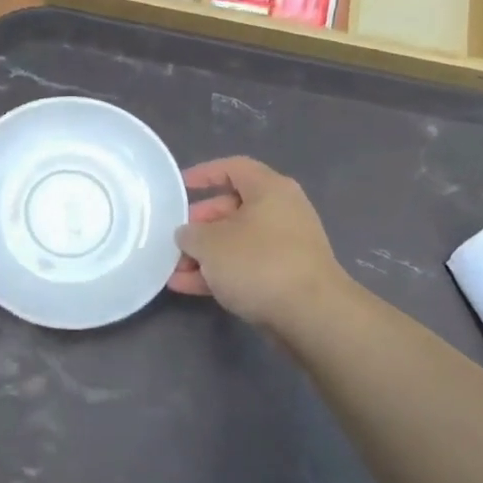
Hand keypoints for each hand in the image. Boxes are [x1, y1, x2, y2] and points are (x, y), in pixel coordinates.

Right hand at [170, 156, 348, 330]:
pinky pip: (244, 267)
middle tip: (174, 237)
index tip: (179, 187)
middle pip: (232, 208)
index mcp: (269, 190)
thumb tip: (187, 234)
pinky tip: (185, 286)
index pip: (233, 168)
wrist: (311, 314)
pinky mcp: (284, 277)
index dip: (204, 174)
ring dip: (204, 254)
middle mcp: (281, 212)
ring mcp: (285, 247)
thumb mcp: (211, 244)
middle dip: (199, 224)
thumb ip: (191, 234)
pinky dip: (218, 273)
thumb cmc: (258, 263)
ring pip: (236, 242)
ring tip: (172, 268)